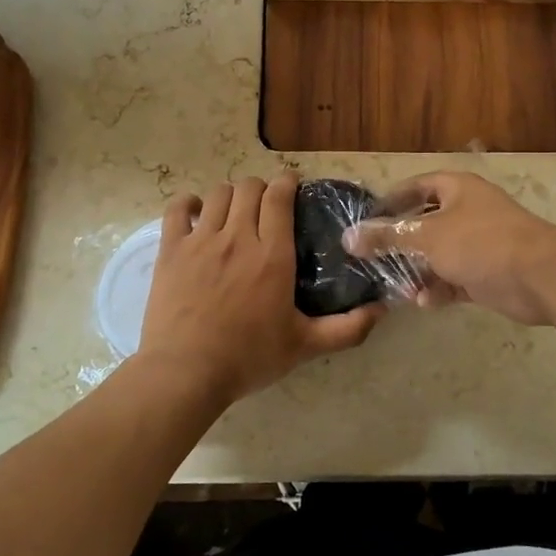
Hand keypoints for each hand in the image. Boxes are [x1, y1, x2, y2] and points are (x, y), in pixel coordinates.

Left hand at [138, 174, 382, 403]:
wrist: (186, 372)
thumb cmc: (249, 357)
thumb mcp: (305, 346)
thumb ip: (348, 328)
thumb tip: (383, 310)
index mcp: (273, 254)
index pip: (279, 196)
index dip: (287, 182)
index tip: (293, 186)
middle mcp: (238, 236)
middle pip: (249, 187)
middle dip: (261, 188)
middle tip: (266, 206)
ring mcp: (201, 240)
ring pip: (218, 194)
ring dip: (230, 196)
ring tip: (235, 211)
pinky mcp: (172, 250)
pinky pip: (178, 209)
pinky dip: (189, 204)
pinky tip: (196, 213)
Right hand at [343, 171, 555, 325]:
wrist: (540, 277)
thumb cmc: (481, 243)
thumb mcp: (427, 238)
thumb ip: (387, 237)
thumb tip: (348, 237)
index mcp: (457, 190)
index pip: (416, 187)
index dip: (391, 200)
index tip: (366, 220)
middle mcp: (468, 212)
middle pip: (425, 224)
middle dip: (401, 244)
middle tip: (373, 260)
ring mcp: (479, 244)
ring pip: (438, 256)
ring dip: (418, 272)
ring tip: (398, 288)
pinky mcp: (487, 274)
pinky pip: (454, 279)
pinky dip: (439, 289)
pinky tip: (424, 302)